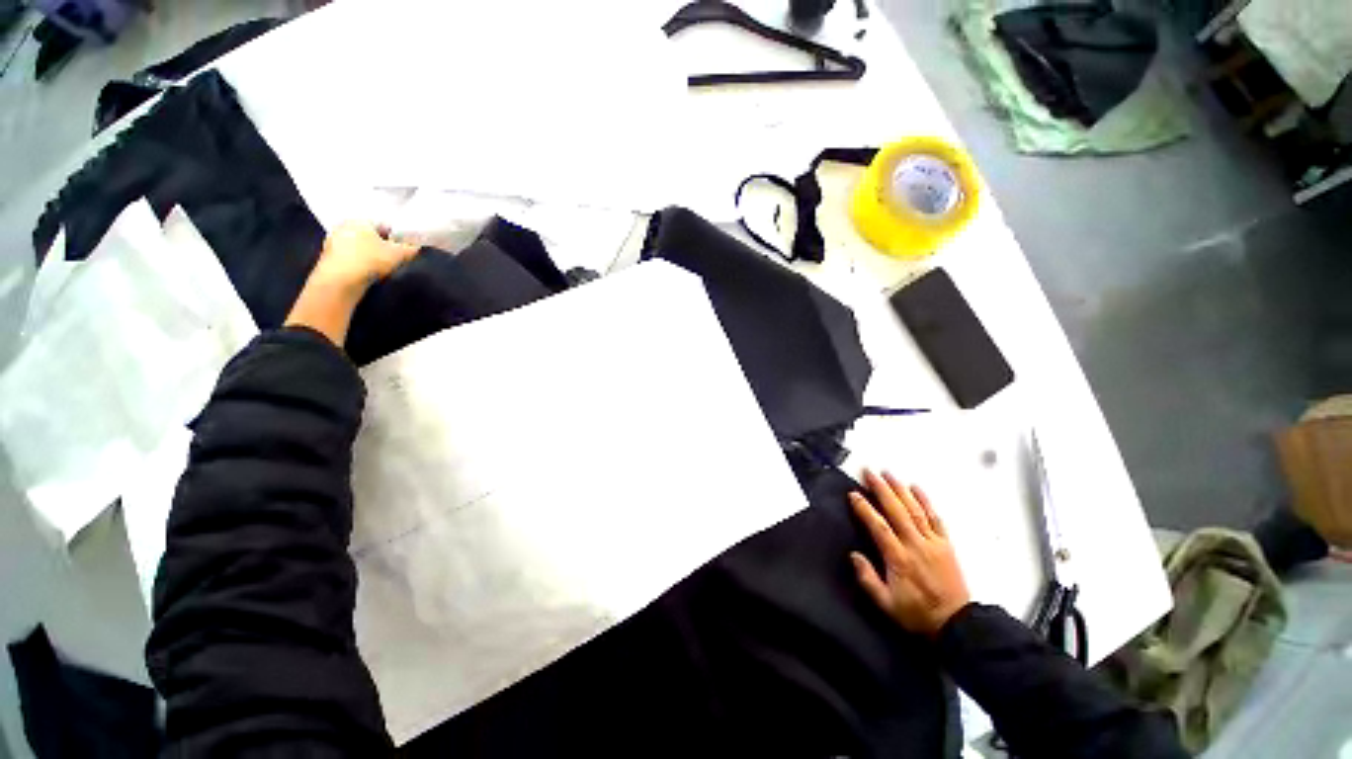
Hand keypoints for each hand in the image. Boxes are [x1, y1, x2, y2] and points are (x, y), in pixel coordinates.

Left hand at [284, 222, 418, 346]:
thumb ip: (411, 248)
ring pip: (359, 246)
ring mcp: (332, 241)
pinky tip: (366, 273)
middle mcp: (343, 226)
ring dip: (369, 255)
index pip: (383, 225)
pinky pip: (350, 257)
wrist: (339, 281)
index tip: (403, 250)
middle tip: (393, 259)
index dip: (396, 237)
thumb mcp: (399, 254)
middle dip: (381, 245)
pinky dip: (359, 263)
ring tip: (380, 268)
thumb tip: (417, 245)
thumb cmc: (370, 261)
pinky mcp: (327, 257)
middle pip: (370, 235)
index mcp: (360, 220)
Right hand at [849, 470, 970, 637]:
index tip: (853, 494)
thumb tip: (853, 555)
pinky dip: (926, 501)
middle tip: (869, 472)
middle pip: (897, 511)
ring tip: (888, 474)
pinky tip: (917, 488)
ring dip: (900, 489)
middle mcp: (916, 545)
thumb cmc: (916, 614)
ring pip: (915, 510)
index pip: (879, 527)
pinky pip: (936, 518)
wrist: (956, 624)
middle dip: (881, 489)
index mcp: (899, 558)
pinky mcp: (946, 544)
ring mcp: (933, 542)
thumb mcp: (886, 604)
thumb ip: (868, 579)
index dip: (865, 509)